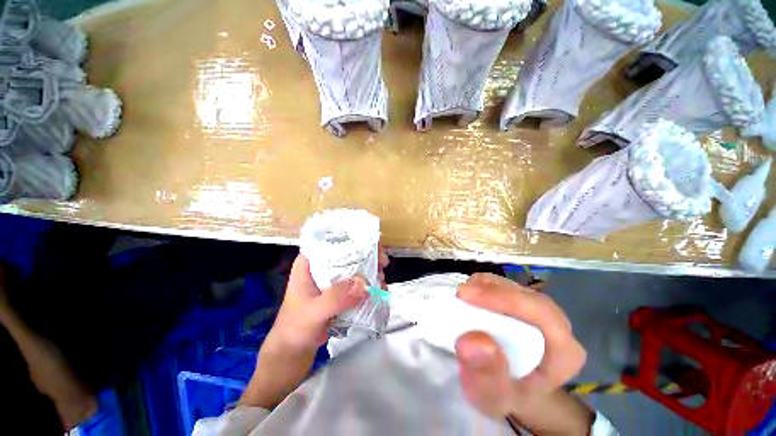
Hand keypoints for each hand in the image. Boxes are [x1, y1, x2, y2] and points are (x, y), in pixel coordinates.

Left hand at [271, 249, 389, 351]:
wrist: (292, 353)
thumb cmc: (294, 329)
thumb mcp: (312, 313)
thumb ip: (335, 299)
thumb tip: (364, 284)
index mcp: (310, 262)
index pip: (332, 241)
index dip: (353, 238)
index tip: (373, 245)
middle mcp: (322, 267)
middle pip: (348, 252)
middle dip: (368, 256)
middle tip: (383, 264)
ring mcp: (332, 280)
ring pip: (355, 268)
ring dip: (371, 271)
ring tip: (383, 281)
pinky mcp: (339, 293)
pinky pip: (357, 284)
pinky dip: (369, 286)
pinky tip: (380, 291)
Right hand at [454, 274, 592, 433]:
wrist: (508, 388)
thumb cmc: (504, 394)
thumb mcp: (493, 397)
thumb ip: (487, 375)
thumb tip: (471, 340)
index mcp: (564, 353)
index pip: (541, 315)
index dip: (504, 300)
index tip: (466, 296)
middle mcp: (557, 325)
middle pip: (526, 296)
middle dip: (490, 291)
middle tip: (459, 294)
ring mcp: (538, 310)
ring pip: (513, 286)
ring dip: (484, 287)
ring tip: (462, 297)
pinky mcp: (521, 302)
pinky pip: (503, 286)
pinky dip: (483, 287)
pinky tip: (470, 298)